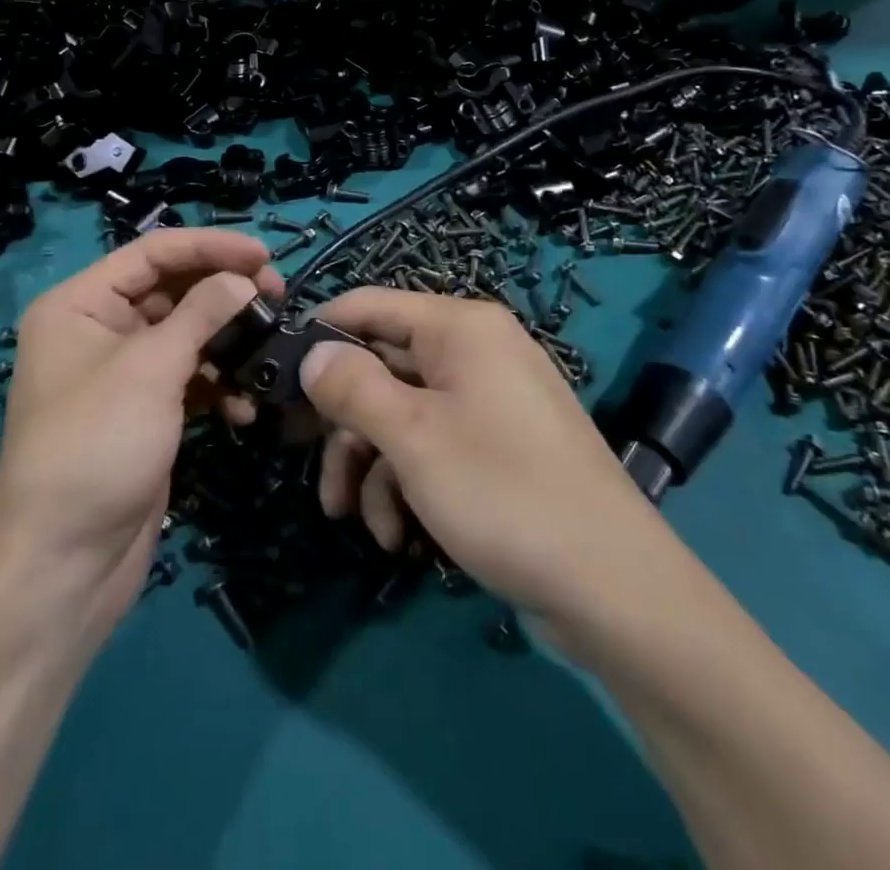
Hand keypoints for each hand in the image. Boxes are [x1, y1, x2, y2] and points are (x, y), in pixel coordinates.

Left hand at [0, 231, 279, 649]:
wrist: (63, 565)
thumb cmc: (96, 446)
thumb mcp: (150, 369)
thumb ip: (201, 314)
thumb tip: (244, 279)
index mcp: (80, 304)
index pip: (153, 253)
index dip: (210, 247)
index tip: (265, 254)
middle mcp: (99, 330)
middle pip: (173, 290)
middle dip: (225, 292)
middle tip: (278, 296)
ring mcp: (123, 374)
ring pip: (187, 334)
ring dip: (228, 341)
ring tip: (268, 348)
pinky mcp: (146, 413)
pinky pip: (190, 379)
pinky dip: (218, 385)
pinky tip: (243, 407)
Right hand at [300, 289, 671, 626]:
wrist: (612, 586)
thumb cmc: (501, 490)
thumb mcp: (411, 436)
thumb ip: (352, 387)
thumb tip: (312, 353)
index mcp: (459, 327)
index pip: (369, 305)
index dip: (321, 336)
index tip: (277, 379)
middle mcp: (475, 351)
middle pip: (383, 366)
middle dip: (344, 423)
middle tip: (305, 463)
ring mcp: (489, 400)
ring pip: (403, 414)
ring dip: (370, 466)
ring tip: (354, 521)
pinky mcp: (498, 447)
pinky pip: (435, 446)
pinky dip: (407, 485)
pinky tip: (398, 537)